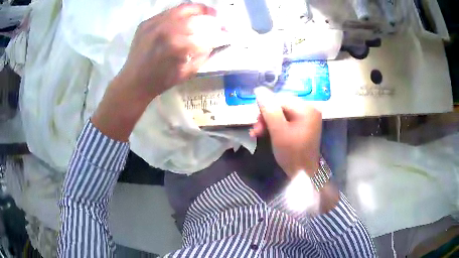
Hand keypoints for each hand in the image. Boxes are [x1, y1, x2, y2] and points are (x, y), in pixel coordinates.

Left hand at [117, 3, 226, 100]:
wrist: (133, 82)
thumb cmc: (161, 81)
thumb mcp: (187, 72)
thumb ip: (204, 54)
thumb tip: (216, 41)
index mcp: (177, 45)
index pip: (206, 32)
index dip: (220, 32)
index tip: (228, 32)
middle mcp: (166, 29)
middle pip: (197, 15)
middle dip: (212, 18)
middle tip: (219, 22)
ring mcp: (154, 23)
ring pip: (183, 8)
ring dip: (198, 11)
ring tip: (206, 14)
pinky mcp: (146, 22)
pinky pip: (169, 12)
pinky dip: (181, 14)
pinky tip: (186, 19)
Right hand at [250, 87, 321, 178]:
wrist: (303, 173)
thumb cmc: (292, 154)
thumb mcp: (278, 131)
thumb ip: (269, 110)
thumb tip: (259, 90)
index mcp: (307, 108)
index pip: (281, 99)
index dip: (266, 109)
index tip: (256, 122)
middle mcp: (309, 109)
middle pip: (281, 105)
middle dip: (266, 117)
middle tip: (256, 130)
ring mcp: (307, 117)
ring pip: (281, 112)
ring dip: (268, 122)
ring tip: (258, 133)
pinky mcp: (303, 124)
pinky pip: (286, 119)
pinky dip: (275, 125)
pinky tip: (266, 132)